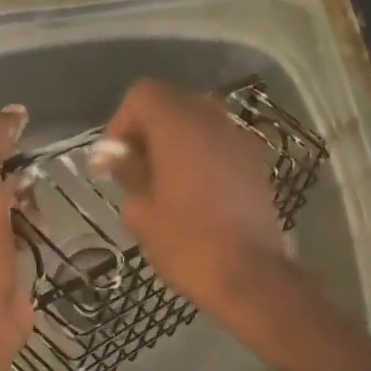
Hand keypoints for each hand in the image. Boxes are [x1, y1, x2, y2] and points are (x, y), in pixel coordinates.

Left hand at [0, 106, 36, 358]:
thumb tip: (15, 110)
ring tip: (43, 210)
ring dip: (30, 204)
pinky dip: (35, 230)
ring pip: (10, 206)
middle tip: (37, 181)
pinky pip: (23, 235)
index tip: (27, 143)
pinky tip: (47, 232)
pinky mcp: (0, 264)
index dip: (0, 145)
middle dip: (18, 176)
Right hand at [96, 80, 289, 318]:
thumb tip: (117, 158)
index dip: (122, 122)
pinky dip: (201, 153)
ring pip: (198, 120)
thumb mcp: (141, 210)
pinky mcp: (256, 162)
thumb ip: (128, 172)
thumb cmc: (186, 242)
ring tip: (162, 178)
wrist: (249, 275)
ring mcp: (240, 139)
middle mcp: (213, 120)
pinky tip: (194, 189)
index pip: (142, 94)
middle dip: (148, 128)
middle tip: (133, 167)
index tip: (114, 159)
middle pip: (172, 102)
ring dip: (175, 139)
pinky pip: (219, 142)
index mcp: (179, 125)